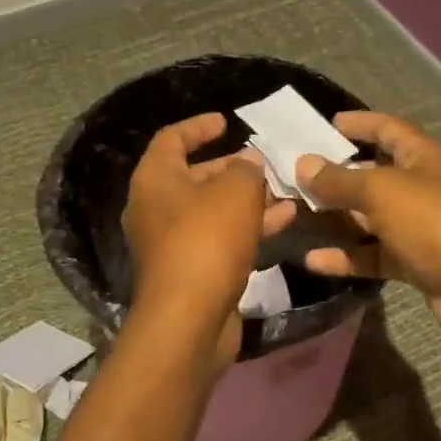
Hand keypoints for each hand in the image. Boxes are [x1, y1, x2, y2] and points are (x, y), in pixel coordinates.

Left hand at [122, 113, 297, 369]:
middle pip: (194, 176)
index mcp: (154, 180)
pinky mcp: (190, 270)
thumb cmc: (207, 240)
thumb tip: (249, 163)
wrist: (189, 318)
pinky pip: (220, 237)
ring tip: (285, 190)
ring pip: (213, 209)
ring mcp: (172, 242)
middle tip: (264, 162)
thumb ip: (246, 170)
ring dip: (247, 199)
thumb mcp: (235, 192)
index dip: (199, 126)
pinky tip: (284, 220)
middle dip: (232, 168)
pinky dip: (247, 226)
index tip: (227, 122)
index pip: (172, 139)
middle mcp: (156, 208)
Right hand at [295, 112, 440, 352]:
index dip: (360, 123)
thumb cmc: (434, 223)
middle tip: (297, 175)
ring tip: (297, 215)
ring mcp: (422, 228)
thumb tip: (304, 163)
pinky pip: (376, 255)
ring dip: (338, 218)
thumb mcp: (381, 192)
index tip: (326, 124)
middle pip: (376, 175)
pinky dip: (348, 257)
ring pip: (372, 218)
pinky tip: (314, 261)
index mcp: (424, 159)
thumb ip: (340, 180)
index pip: (389, 129)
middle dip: (338, 175)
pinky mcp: (417, 265)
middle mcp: (424, 189)